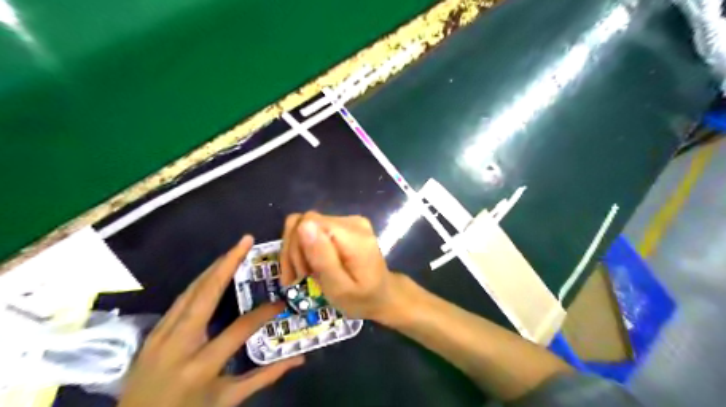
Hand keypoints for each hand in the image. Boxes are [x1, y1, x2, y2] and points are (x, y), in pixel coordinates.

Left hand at [119, 236, 302, 405]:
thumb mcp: (228, 399)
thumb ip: (265, 377)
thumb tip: (298, 359)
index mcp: (201, 366)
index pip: (240, 329)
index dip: (265, 313)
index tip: (282, 301)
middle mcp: (179, 344)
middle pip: (205, 294)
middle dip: (227, 263)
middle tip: (246, 241)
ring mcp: (161, 335)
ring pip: (190, 291)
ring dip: (213, 267)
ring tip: (233, 250)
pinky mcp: (153, 332)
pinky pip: (180, 299)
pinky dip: (199, 281)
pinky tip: (212, 271)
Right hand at [279, 211, 405, 322]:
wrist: (383, 295)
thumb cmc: (362, 299)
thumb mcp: (339, 288)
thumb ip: (322, 257)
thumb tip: (303, 225)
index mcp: (354, 235)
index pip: (309, 222)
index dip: (295, 246)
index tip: (297, 275)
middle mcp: (351, 221)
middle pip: (305, 221)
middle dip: (294, 251)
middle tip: (297, 278)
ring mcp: (348, 221)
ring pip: (305, 225)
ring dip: (297, 251)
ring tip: (304, 274)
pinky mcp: (343, 225)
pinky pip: (314, 229)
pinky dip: (306, 248)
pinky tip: (311, 266)